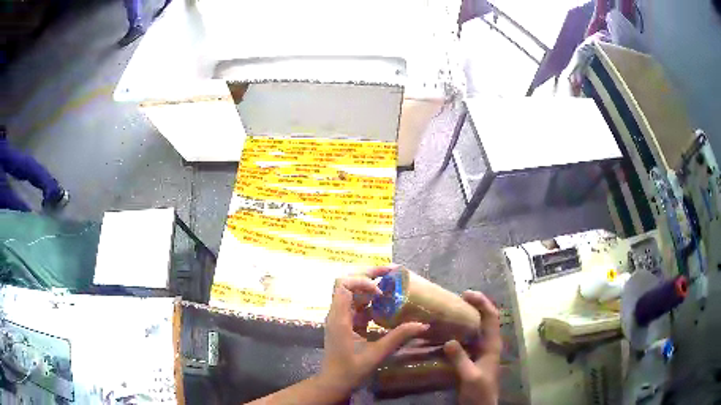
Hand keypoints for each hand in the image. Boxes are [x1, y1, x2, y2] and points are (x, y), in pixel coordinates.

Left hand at [319, 266, 428, 395]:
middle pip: (347, 283)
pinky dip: (372, 301)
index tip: (381, 292)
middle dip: (369, 275)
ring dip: (371, 287)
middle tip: (391, 271)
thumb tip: (423, 324)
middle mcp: (337, 313)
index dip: (362, 282)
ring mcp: (341, 317)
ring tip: (393, 284)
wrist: (335, 382)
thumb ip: (398, 337)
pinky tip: (387, 305)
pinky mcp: (346, 323)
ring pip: (352, 292)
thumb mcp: (377, 353)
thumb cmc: (351, 369)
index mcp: (339, 318)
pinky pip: (358, 305)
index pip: (343, 285)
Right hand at [443, 291, 501, 404]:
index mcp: (492, 345)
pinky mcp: (475, 358)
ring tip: (451, 312)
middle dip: (475, 306)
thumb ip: (460, 359)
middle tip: (457, 300)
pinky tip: (448, 333)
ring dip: (468, 317)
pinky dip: (461, 331)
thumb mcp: (469, 376)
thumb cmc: (479, 391)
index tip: (466, 295)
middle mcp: (489, 344)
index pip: (491, 317)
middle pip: (486, 319)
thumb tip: (449, 340)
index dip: (482, 303)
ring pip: (478, 328)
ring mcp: (482, 351)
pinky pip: (469, 339)